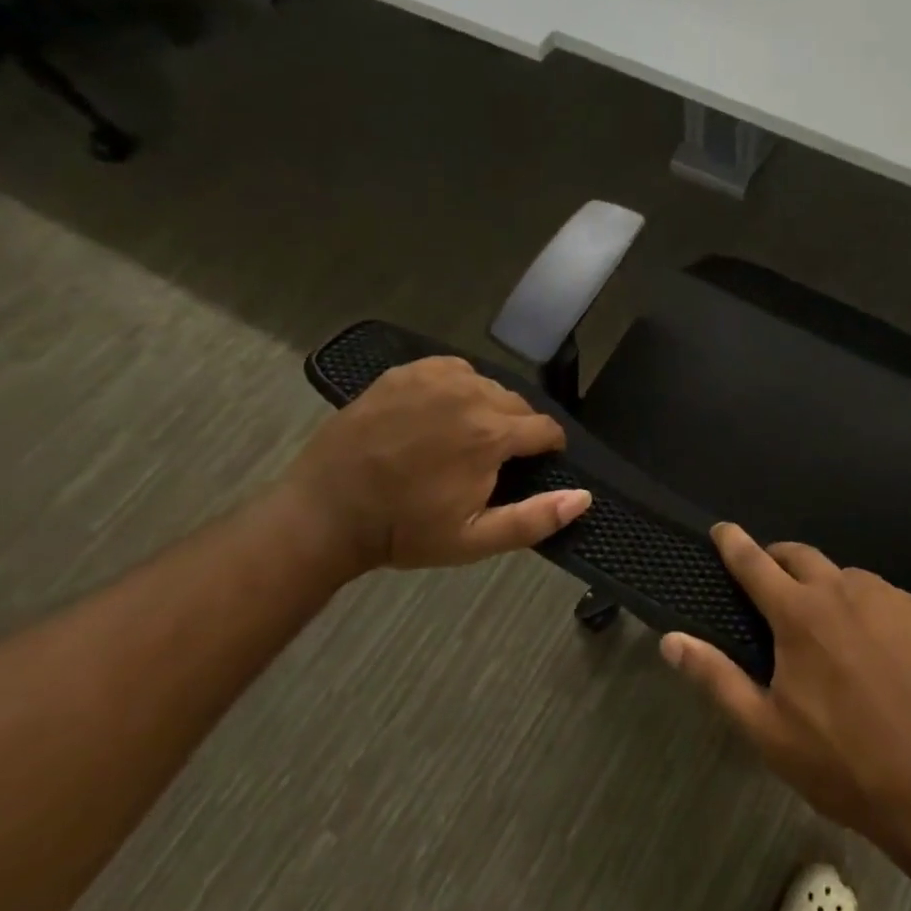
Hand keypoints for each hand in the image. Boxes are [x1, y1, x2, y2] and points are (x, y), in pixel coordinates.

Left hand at [280, 357, 589, 573]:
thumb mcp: (474, 540)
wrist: (326, 513)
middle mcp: (470, 395)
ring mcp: (434, 378)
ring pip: (487, 386)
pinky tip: (442, 413)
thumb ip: (535, 518)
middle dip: (517, 430)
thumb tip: (584, 497)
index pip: (546, 428)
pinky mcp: (405, 372)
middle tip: (493, 461)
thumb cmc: (404, 530)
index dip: (548, 448)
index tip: (537, 464)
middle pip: (518, 405)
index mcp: (492, 434)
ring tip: (466, 437)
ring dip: (489, 408)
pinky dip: (459, 388)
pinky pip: (453, 370)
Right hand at [662, 525, 910, 853]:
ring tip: (830, 629)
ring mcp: (892, 599)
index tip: (722, 528)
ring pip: (848, 577)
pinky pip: (888, 599)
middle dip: (779, 558)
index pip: (755, 563)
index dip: (734, 543)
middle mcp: (845, 591)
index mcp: (800, 615)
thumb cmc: (845, 765)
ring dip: (828, 589)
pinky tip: (881, 650)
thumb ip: (716, 678)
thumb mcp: (767, 731)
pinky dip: (871, 610)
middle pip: (802, 555)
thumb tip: (670, 640)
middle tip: (772, 580)